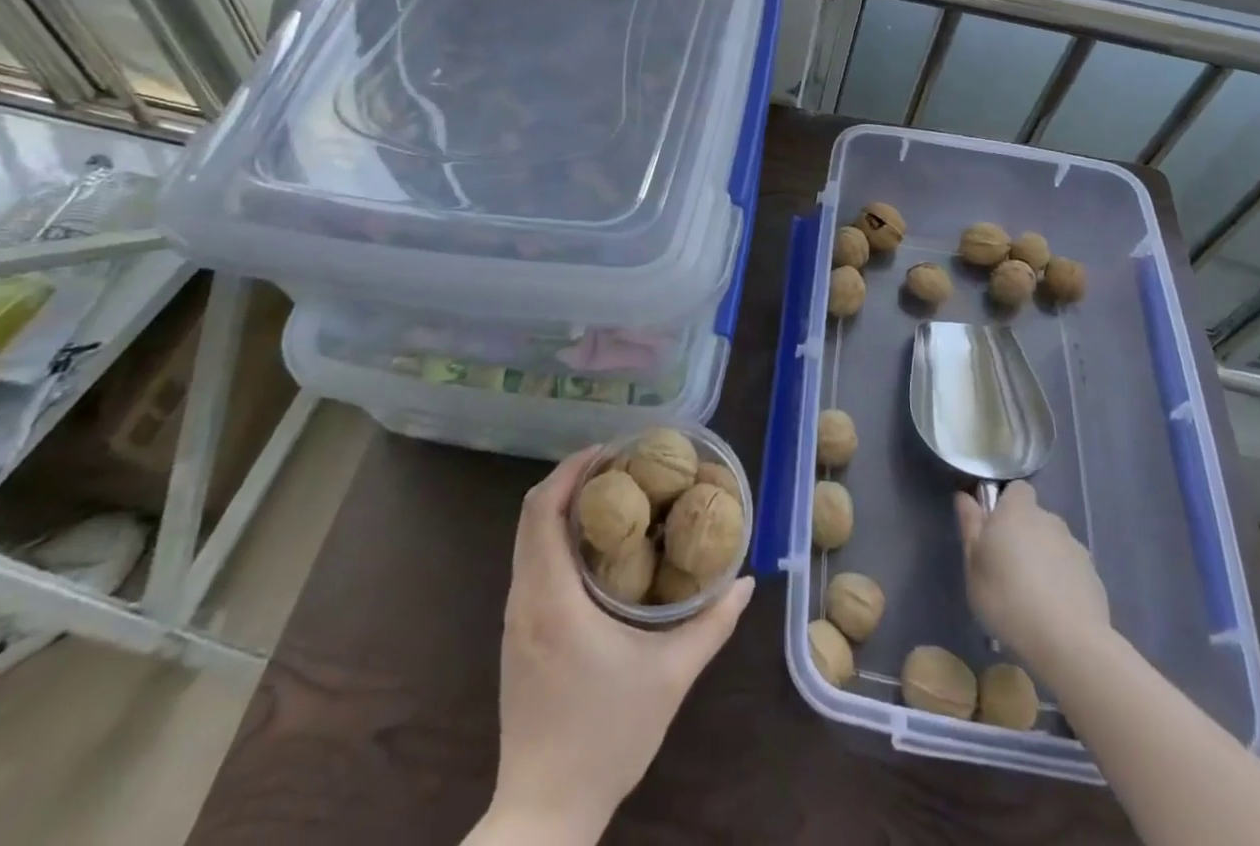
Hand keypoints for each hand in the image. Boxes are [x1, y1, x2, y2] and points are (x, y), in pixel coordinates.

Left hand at [487, 447, 755, 843]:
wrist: (544, 815)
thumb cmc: (607, 738)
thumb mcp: (670, 677)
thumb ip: (712, 625)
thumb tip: (745, 582)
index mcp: (551, 598)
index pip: (544, 509)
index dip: (572, 469)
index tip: (610, 451)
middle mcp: (524, 599)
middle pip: (532, 514)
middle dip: (571, 480)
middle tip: (618, 466)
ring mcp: (514, 619)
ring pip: (528, 539)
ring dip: (563, 508)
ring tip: (613, 497)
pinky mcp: (516, 637)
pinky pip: (530, 564)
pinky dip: (556, 538)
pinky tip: (596, 549)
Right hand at [955, 481, 1109, 673]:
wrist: (1069, 644)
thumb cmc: (1008, 599)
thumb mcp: (974, 565)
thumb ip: (970, 526)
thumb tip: (965, 497)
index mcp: (1018, 511)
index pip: (1017, 490)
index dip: (1006, 504)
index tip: (994, 529)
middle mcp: (1050, 521)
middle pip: (1036, 518)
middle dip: (1024, 535)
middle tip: (1008, 568)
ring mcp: (1076, 549)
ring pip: (1054, 545)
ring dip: (1044, 559)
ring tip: (1032, 596)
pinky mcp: (1095, 579)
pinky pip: (1072, 571)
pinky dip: (1063, 583)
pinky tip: (1054, 612)